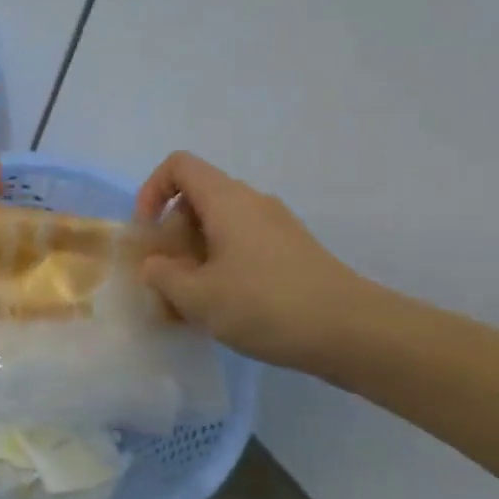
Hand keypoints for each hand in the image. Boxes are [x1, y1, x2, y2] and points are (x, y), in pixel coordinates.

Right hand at [133, 152, 374, 370]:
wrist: (351, 331)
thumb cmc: (265, 304)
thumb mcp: (198, 296)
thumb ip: (163, 275)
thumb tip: (154, 264)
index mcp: (226, 200)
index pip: (179, 166)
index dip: (152, 190)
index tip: (148, 232)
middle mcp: (252, 202)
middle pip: (197, 200)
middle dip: (172, 235)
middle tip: (166, 279)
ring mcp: (276, 227)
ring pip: (220, 227)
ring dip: (195, 256)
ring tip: (190, 302)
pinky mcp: (292, 252)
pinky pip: (243, 246)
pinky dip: (222, 267)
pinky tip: (223, 308)